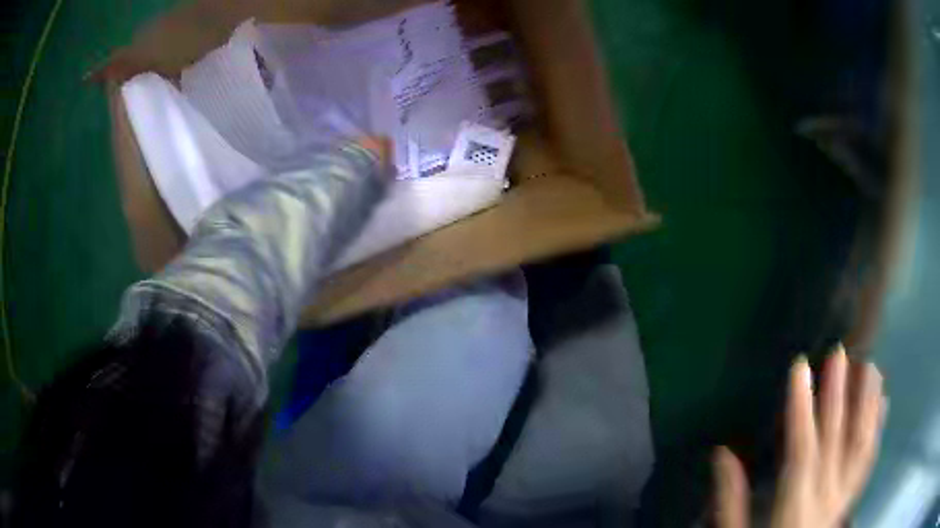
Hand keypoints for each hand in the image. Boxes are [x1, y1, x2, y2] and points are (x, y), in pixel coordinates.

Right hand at [714, 346, 886, 527]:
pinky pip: (867, 461)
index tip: (799, 368)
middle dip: (838, 396)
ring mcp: (842, 498)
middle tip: (840, 354)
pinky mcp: (849, 499)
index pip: (801, 452)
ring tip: (871, 368)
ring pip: (860, 447)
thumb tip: (720, 453)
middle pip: (835, 442)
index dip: (801, 409)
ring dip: (867, 406)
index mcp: (793, 508)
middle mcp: (824, 499)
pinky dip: (877, 430)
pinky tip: (883, 403)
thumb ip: (730, 500)